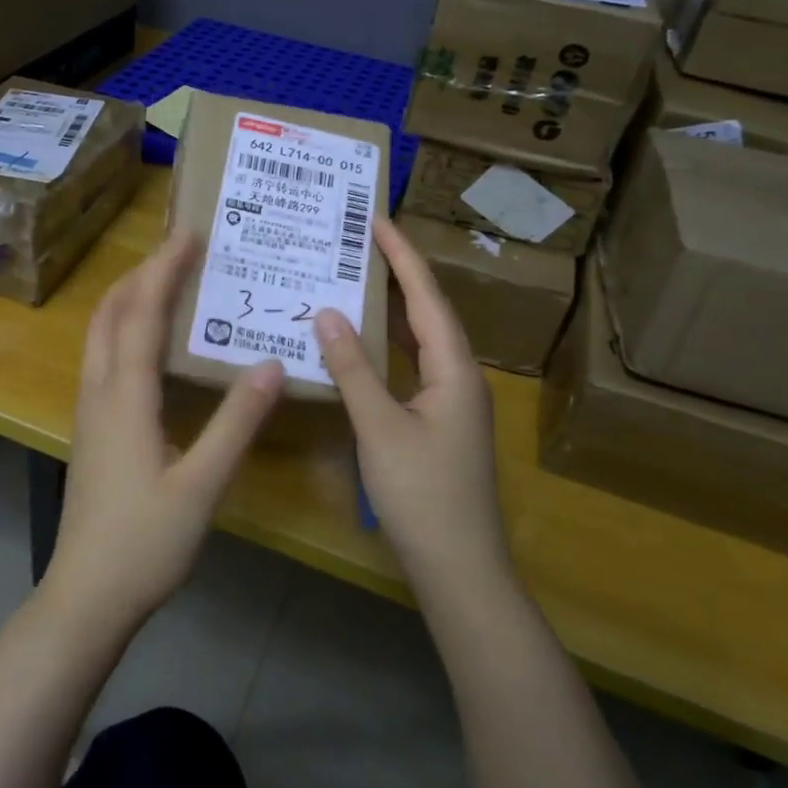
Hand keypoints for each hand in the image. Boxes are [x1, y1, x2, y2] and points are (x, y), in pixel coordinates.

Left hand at [45, 230, 284, 629]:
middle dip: (142, 273)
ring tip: (166, 282)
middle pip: (110, 312)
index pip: (142, 313)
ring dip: (128, 298)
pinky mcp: (91, 429)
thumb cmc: (145, 542)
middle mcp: (99, 391)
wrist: (86, 596)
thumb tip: (270, 364)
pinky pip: (102, 357)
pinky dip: (124, 328)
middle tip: (180, 251)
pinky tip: (150, 343)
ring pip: (100, 334)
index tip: (188, 234)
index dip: (164, 269)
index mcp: (125, 396)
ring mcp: (89, 411)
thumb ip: (237, 423)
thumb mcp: (202, 484)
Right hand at [314, 215, 511, 590]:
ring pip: (421, 340)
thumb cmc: (423, 495)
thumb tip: (328, 313)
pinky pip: (413, 366)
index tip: (376, 218)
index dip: (402, 255)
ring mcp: (452, 401)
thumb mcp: (380, 427)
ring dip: (394, 307)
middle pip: (428, 312)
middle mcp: (459, 376)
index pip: (427, 297)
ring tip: (358, 276)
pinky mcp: (439, 422)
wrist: (460, 569)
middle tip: (360, 239)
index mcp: (454, 369)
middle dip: (399, 272)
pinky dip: (389, 345)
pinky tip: (363, 343)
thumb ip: (353, 369)